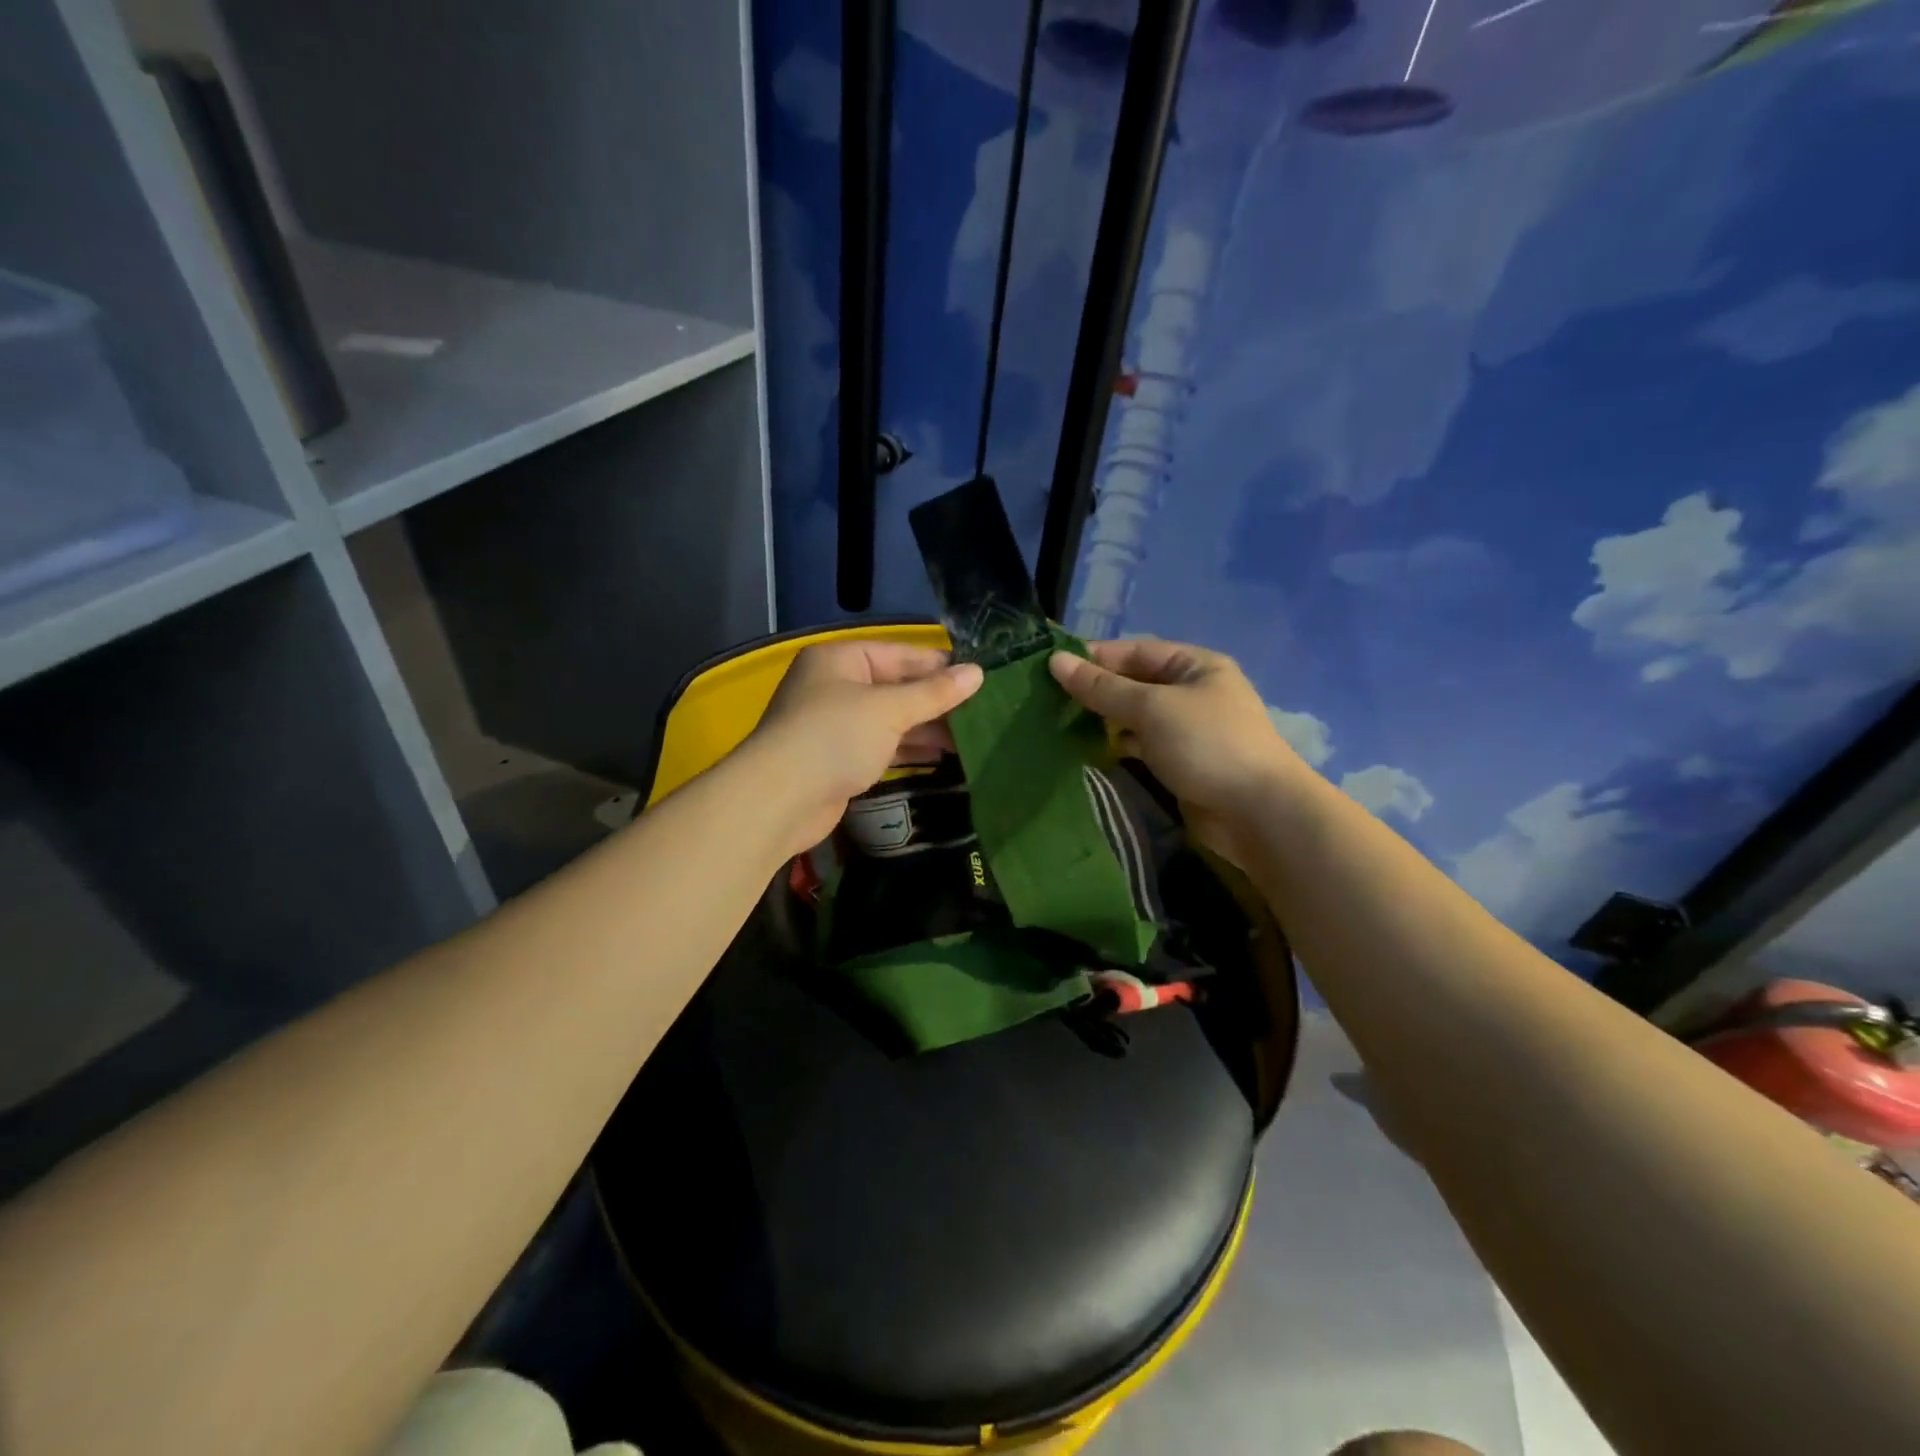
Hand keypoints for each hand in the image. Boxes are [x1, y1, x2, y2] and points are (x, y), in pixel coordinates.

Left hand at [750, 640, 983, 852]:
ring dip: (926, 729)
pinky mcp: (838, 759)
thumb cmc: (835, 737)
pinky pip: (882, 747)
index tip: (981, 679)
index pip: (901, 655)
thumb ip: (934, 693)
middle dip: (936, 702)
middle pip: (896, 687)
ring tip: (971, 737)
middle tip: (982, 713)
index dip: (940, 667)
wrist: (780, 799)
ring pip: (891, 720)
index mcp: (841, 659)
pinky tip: (943, 757)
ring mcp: (835, 724)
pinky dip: (909, 751)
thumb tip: (978, 672)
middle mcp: (835, 686)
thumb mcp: (889, 709)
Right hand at [1049, 638, 1309, 860]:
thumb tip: (1055, 661)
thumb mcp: (1151, 708)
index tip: (1051, 668)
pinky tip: (1088, 750)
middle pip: (1134, 683)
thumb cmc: (1207, 745)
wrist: (1258, 813)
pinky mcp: (1181, 762)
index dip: (1094, 657)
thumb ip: (1102, 687)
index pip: (1135, 650)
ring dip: (1103, 720)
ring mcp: (1187, 729)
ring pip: (1135, 717)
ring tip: (1058, 724)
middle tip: (1048, 699)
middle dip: (1095, 690)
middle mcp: (1192, 692)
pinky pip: (1142, 745)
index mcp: (1195, 665)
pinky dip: (1117, 746)